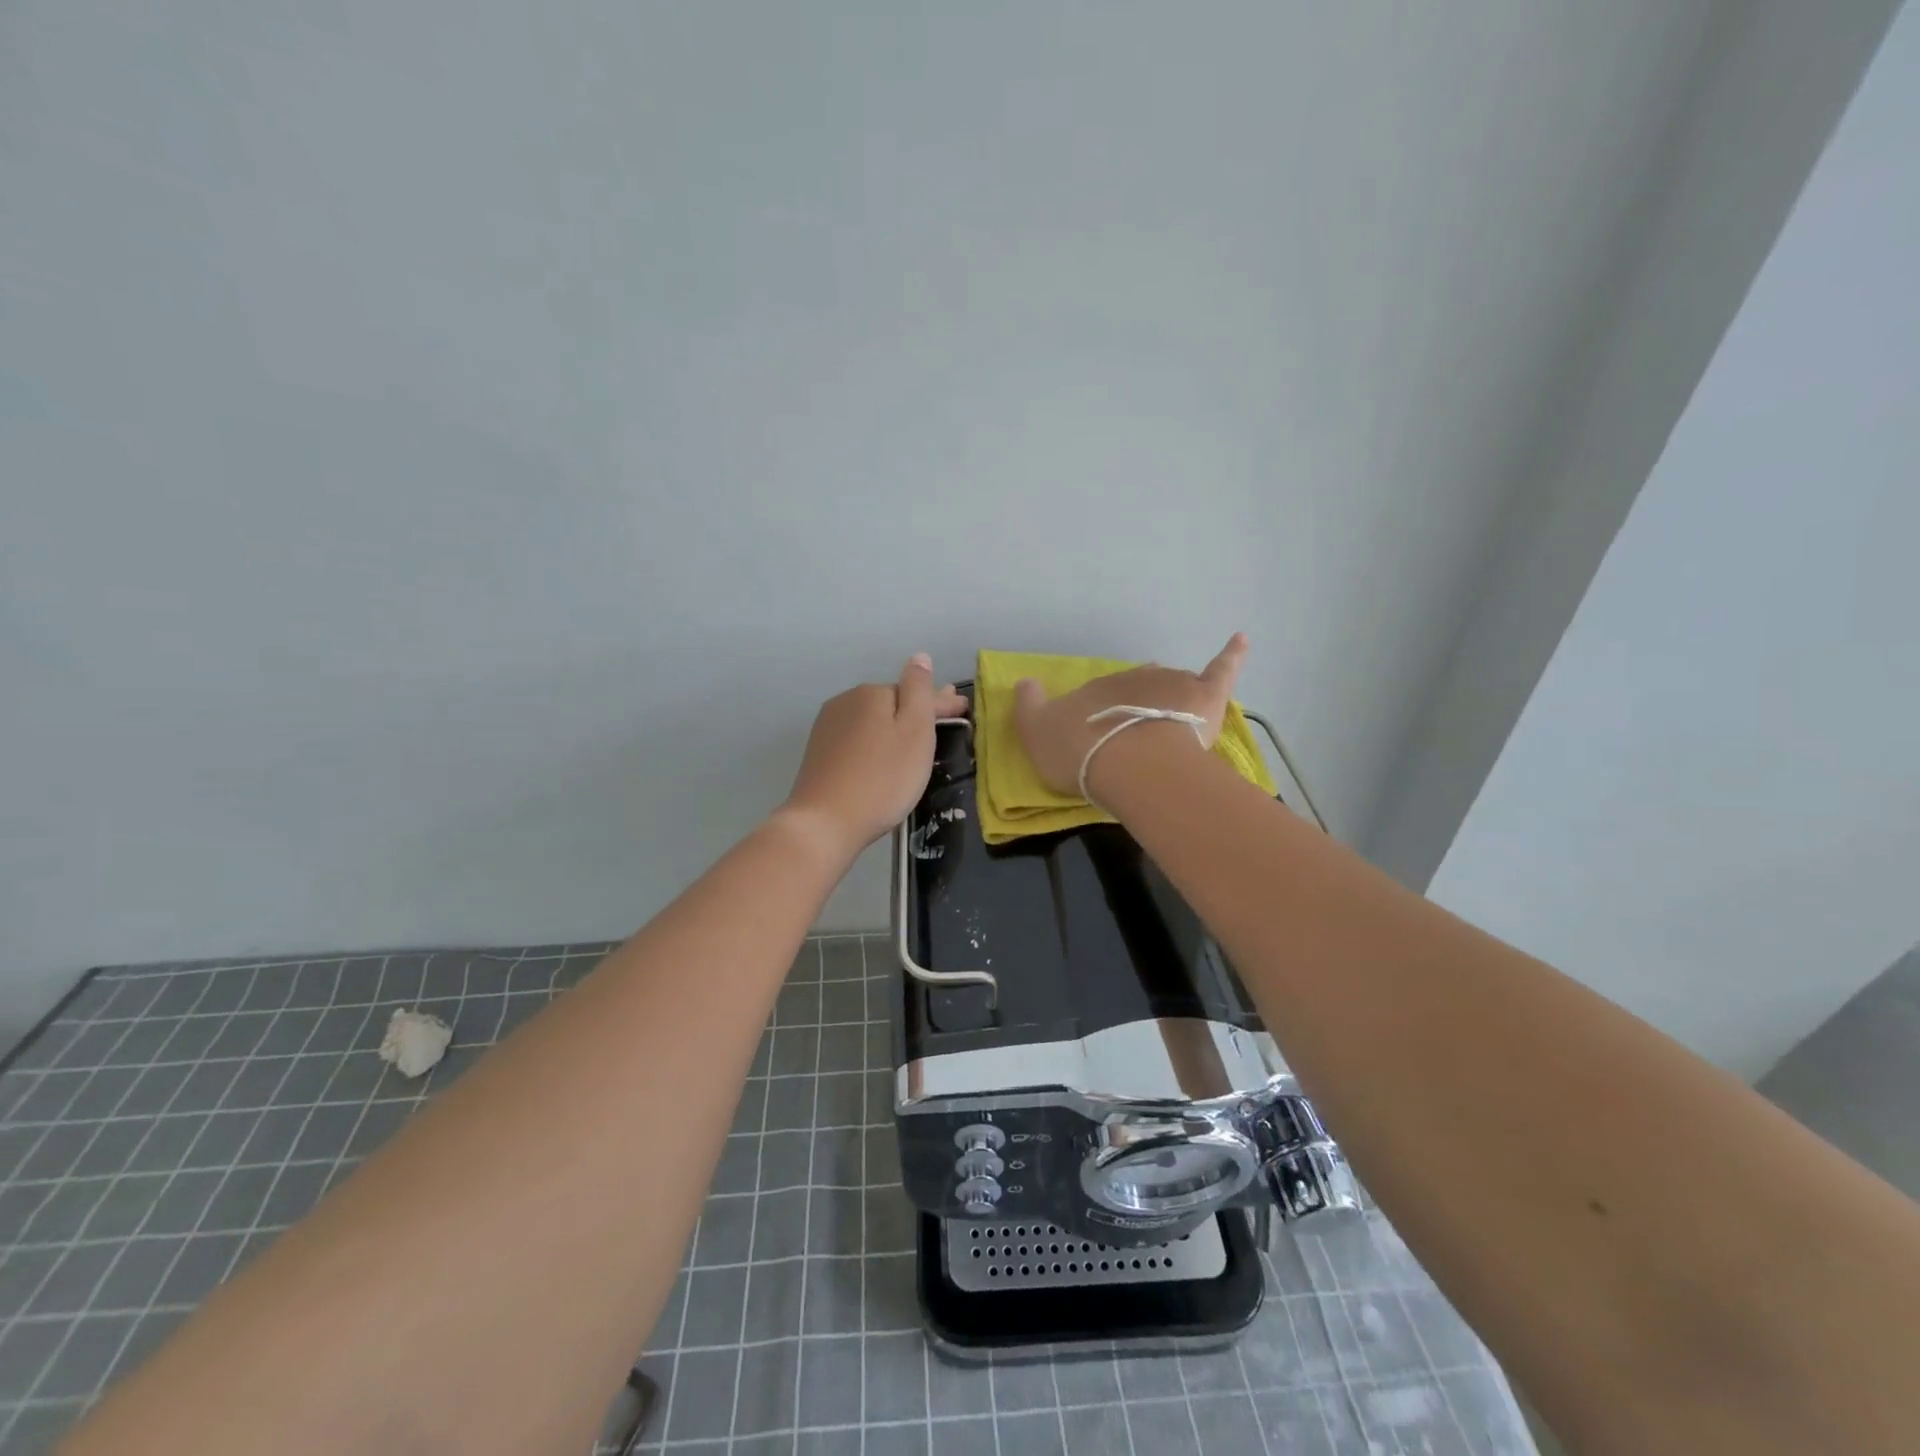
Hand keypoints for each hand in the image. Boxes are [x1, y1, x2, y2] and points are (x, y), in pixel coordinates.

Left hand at [779, 654, 968, 858]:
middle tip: (944, 723)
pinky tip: (882, 756)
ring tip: (915, 739)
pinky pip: (858, 739)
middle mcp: (846, 701)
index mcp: (872, 693)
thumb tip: (919, 657)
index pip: (916, 692)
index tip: (963, 711)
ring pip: (873, 720)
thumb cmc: (882, 778)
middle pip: (892, 704)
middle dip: (918, 711)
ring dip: (895, 725)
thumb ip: (919, 691)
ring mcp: (828, 727)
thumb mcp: (914, 732)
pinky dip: (875, 742)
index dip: (942, 702)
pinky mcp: (819, 753)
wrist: (824, 822)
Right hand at [1012, 633, 1248, 798]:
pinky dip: (1231, 654)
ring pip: (1172, 684)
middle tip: (1136, 731)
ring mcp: (1170, 683)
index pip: (1100, 697)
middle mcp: (1132, 678)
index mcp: (1096, 688)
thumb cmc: (1081, 751)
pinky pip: (1221, 668)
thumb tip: (1024, 682)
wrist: (1129, 763)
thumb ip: (1029, 707)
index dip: (1101, 719)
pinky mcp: (1204, 695)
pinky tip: (1241, 639)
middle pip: (1137, 687)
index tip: (1101, 741)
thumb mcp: (1036, 733)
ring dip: (1171, 696)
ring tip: (1173, 722)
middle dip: (1136, 703)